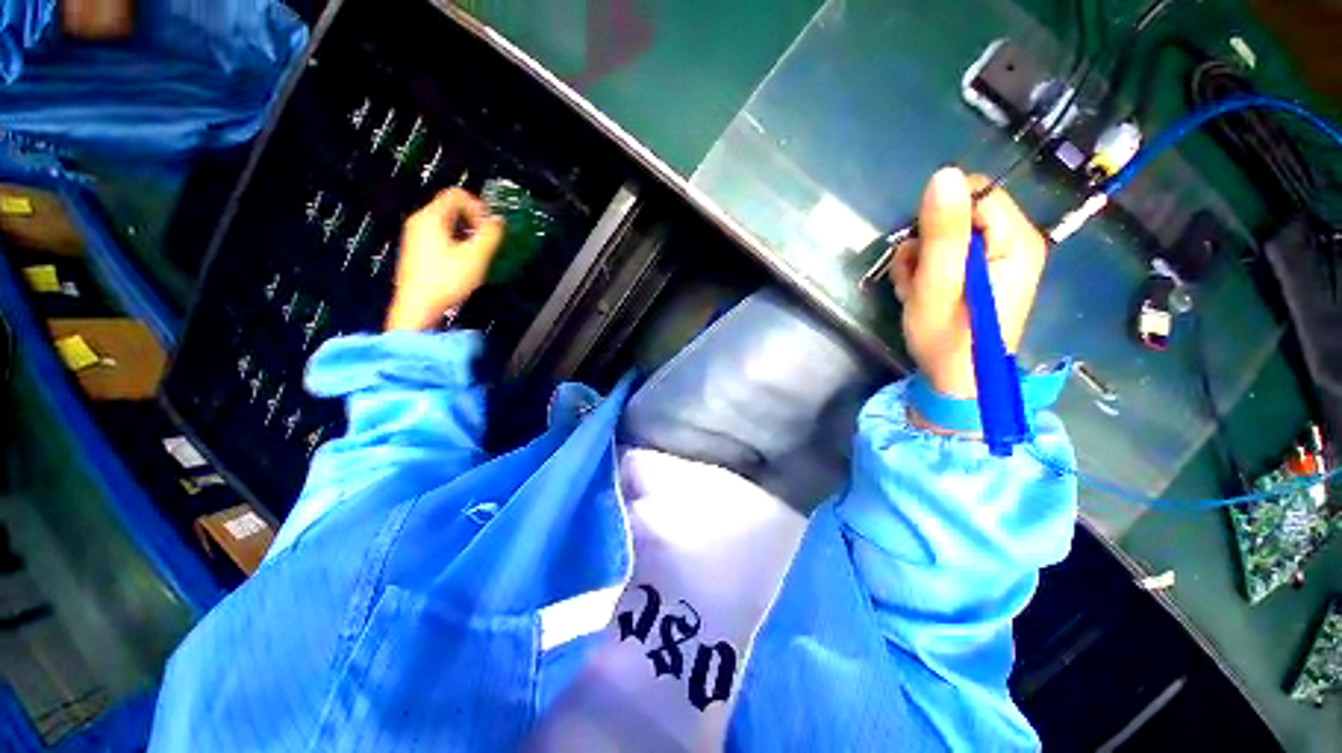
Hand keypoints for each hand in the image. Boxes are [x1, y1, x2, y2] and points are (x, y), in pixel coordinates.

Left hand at [386, 188, 504, 330]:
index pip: (457, 195)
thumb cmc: (445, 280)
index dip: (478, 207)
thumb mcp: (475, 257)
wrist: (417, 307)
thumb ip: (490, 235)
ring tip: (479, 254)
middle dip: (475, 222)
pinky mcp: (418, 251)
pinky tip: (465, 263)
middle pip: (452, 208)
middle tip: (488, 241)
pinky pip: (441, 236)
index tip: (489, 227)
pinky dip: (457, 243)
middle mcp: (420, 222)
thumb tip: (498, 222)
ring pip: (448, 223)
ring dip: (468, 234)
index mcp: (431, 218)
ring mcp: (416, 236)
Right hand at [890, 168, 1047, 397]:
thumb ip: (943, 231)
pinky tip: (919, 294)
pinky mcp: (982, 273)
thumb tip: (943, 173)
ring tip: (914, 291)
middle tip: (916, 278)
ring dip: (919, 261)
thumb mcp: (938, 283)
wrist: (955, 380)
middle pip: (959, 215)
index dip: (940, 218)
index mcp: (1016, 240)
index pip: (975, 193)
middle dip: (926, 244)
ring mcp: (999, 259)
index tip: (924, 251)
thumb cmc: (947, 336)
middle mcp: (1014, 243)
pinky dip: (925, 272)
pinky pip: (948, 255)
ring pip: (946, 237)